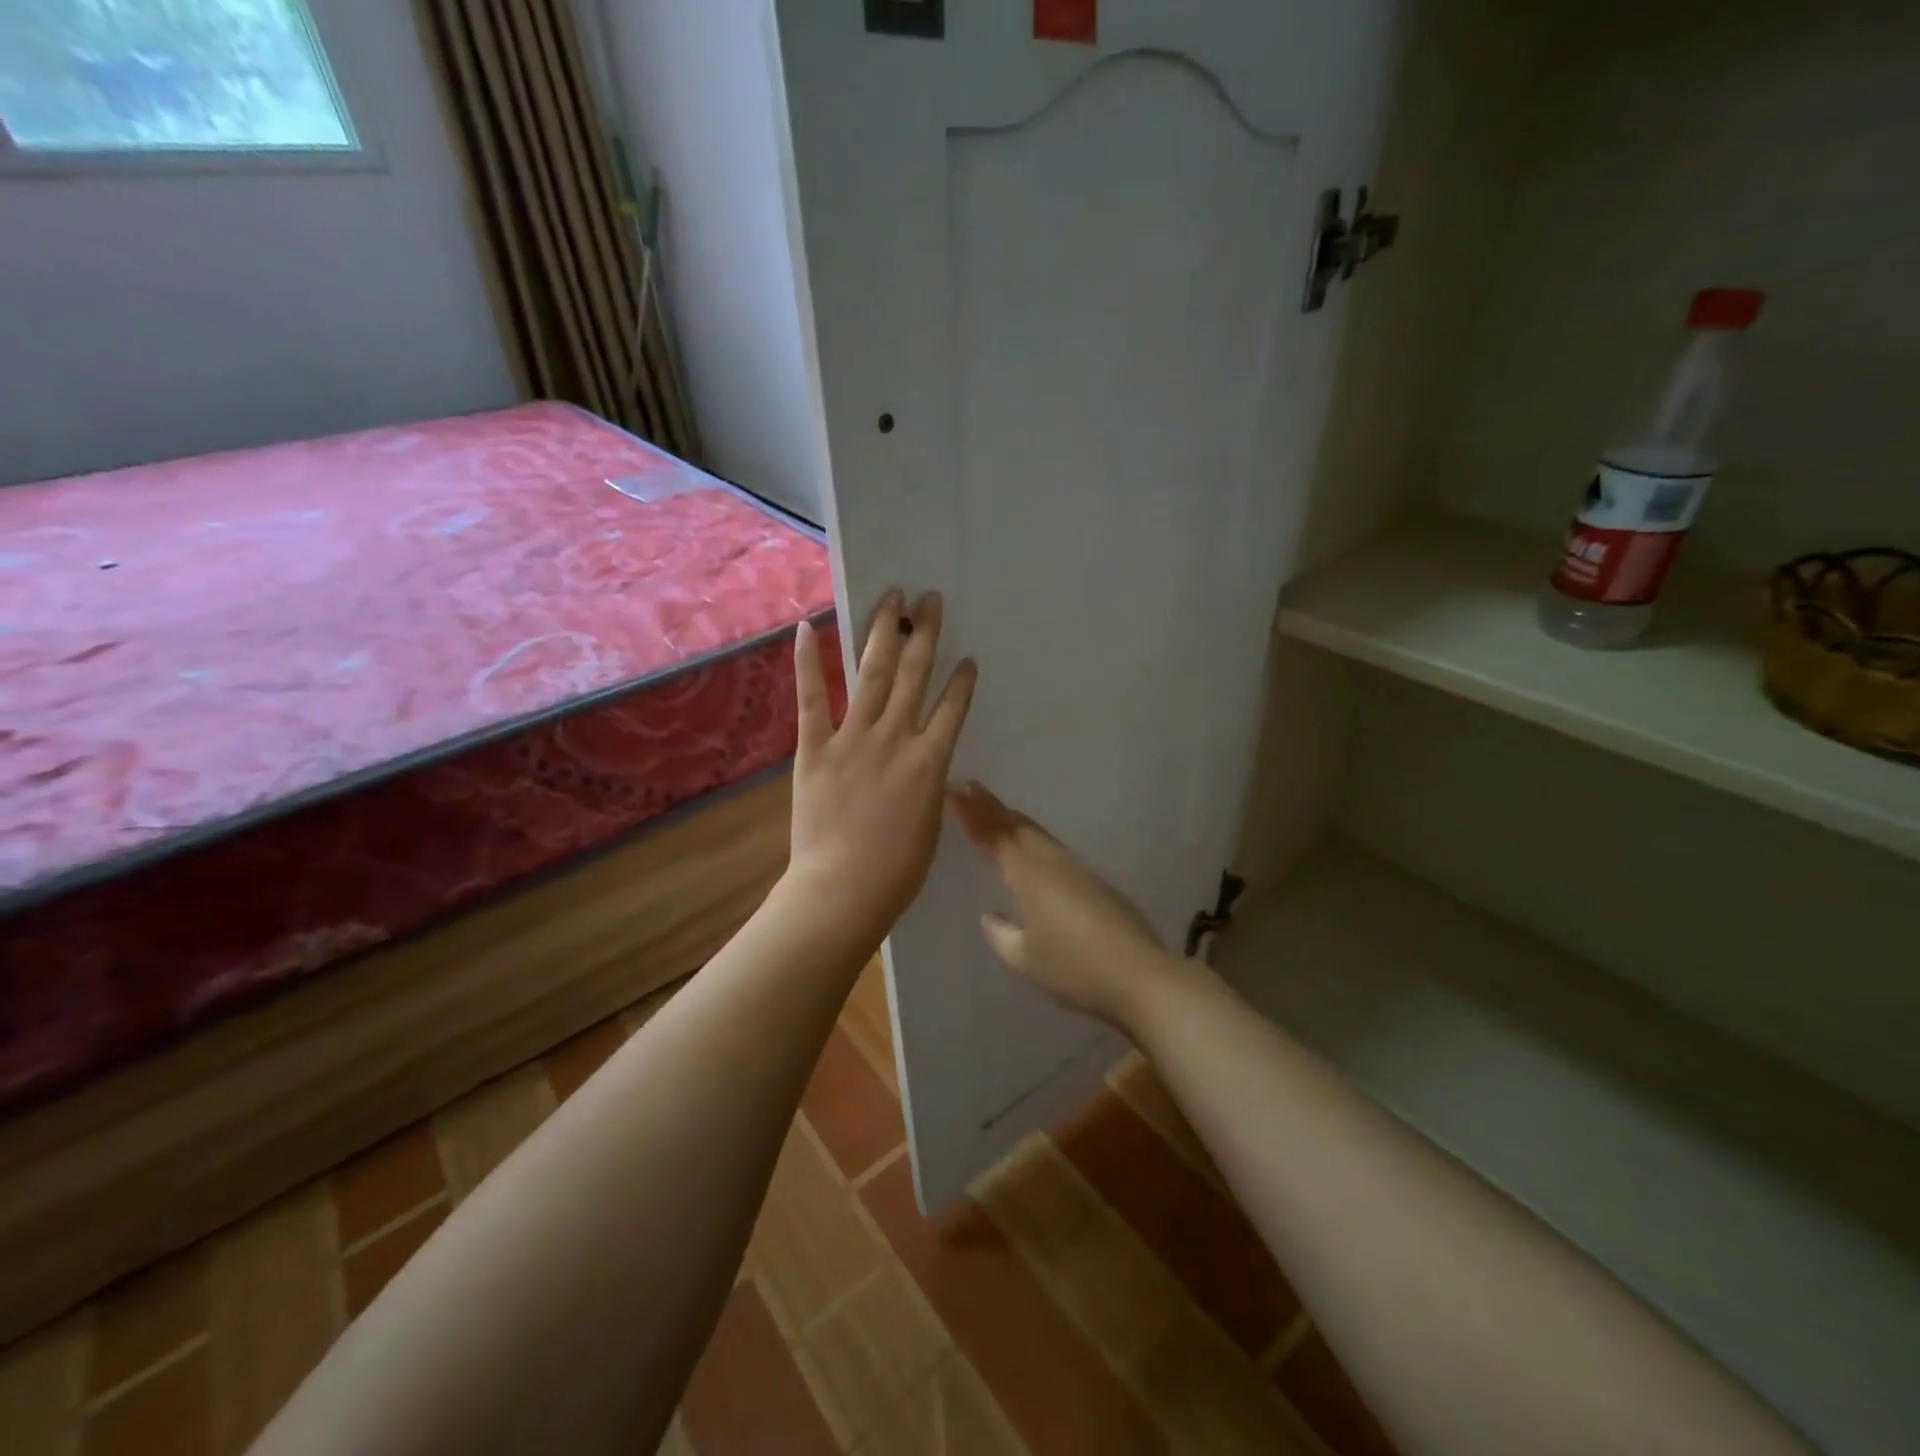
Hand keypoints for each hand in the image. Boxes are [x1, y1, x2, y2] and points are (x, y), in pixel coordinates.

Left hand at [786, 590, 976, 949]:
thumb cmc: (897, 871)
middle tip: (930, 598)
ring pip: (871, 673)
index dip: (961, 680)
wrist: (843, 891)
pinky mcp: (814, 748)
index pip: (952, 708)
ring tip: (892, 596)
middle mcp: (896, 738)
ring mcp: (853, 739)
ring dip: (883, 631)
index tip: (967, 657)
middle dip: (925, 633)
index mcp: (930, 762)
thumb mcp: (931, 824)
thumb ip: (930, 786)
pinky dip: (808, 662)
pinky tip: (806, 627)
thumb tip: (928, 766)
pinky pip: (812, 699)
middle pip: (913, 674)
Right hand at [948, 781, 1176, 1029]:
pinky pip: (1053, 850)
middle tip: (967, 789)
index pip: (993, 834)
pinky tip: (1032, 851)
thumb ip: (1002, 936)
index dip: (971, 812)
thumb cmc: (1075, 968)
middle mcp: (1052, 862)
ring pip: (1037, 835)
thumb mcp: (1025, 959)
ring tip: (995, 813)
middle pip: (1016, 825)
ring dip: (1013, 821)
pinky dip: (1033, 840)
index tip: (953, 789)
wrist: (1141, 976)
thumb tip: (991, 916)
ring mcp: (1078, 870)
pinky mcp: (1096, 883)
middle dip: (990, 807)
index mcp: (1029, 874)